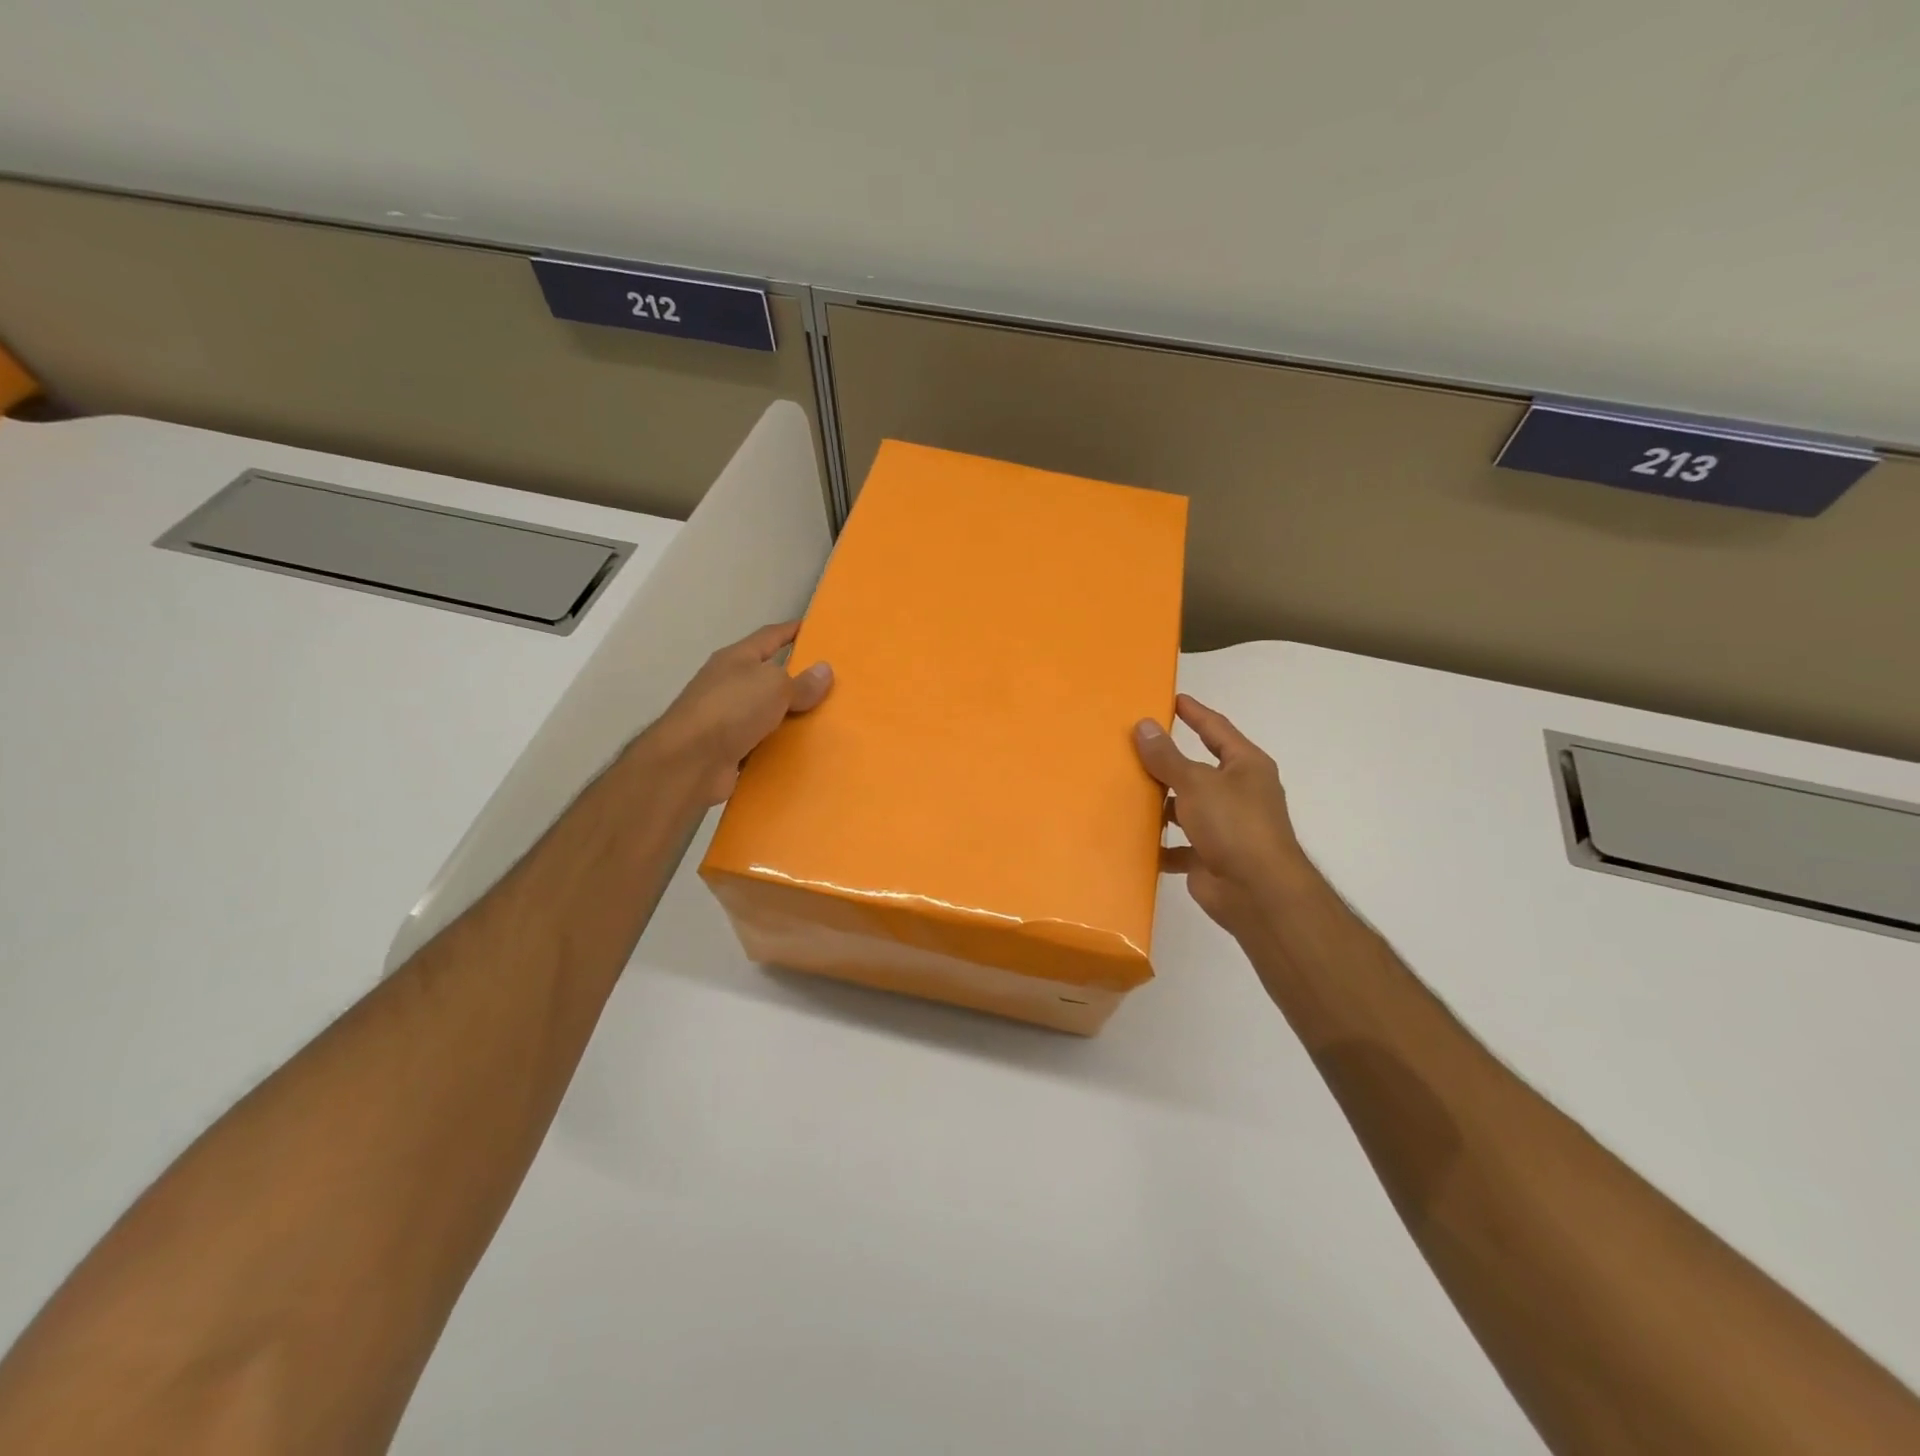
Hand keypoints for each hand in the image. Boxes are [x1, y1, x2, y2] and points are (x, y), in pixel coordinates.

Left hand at [648, 622, 832, 804]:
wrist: (689, 762)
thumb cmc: (731, 709)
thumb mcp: (773, 686)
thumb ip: (801, 682)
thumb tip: (824, 670)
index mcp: (736, 659)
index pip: (769, 636)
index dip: (792, 631)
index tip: (817, 630)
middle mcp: (729, 684)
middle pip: (770, 676)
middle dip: (798, 680)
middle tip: (835, 684)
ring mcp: (727, 719)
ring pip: (768, 713)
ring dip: (792, 717)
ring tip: (828, 721)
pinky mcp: (729, 749)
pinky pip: (764, 744)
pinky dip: (781, 746)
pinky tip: (805, 752)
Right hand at [1134, 694, 1313, 940]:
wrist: (1257, 893)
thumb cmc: (1234, 825)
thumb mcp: (1196, 783)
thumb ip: (1167, 757)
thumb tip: (1144, 725)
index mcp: (1245, 766)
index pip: (1217, 729)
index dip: (1195, 713)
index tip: (1172, 700)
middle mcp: (1239, 793)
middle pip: (1197, 770)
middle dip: (1168, 762)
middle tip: (1132, 746)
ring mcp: (1226, 827)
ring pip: (1186, 808)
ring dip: (1161, 805)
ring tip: (1124, 792)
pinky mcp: (1210, 857)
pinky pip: (1179, 845)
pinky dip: (1160, 844)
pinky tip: (1134, 838)